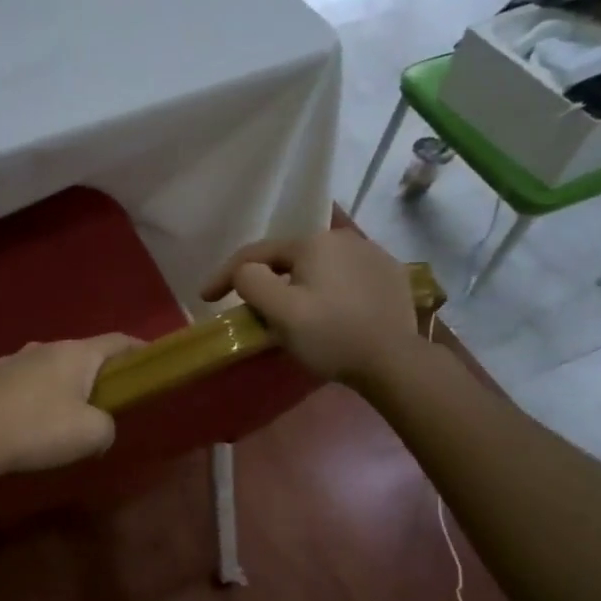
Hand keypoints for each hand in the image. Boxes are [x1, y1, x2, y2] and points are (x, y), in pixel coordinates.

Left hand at [0, 335, 142, 481]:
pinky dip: (38, 395)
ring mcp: (14, 360)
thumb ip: (108, 426)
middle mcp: (45, 347)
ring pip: (52, 367)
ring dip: (65, 385)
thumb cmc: (38, 429)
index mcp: (75, 353)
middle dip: (99, 374)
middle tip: (109, 400)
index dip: (138, 350)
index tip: (150, 362)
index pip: (117, 340)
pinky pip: (27, 382)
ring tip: (67, 414)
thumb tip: (98, 425)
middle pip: (83, 354)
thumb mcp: (92, 434)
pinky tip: (32, 421)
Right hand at [201, 229, 424, 393]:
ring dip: (299, 285)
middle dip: (267, 280)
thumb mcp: (280, 311)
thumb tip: (244, 273)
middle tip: (252, 310)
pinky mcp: (391, 276)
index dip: (224, 275)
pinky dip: (329, 291)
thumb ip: (250, 282)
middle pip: (289, 260)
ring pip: (319, 268)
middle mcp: (344, 238)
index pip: (256, 253)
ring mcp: (373, 254)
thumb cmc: (331, 335)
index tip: (205, 298)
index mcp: (313, 242)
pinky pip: (346, 277)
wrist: (396, 362)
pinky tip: (329, 312)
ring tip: (292, 313)